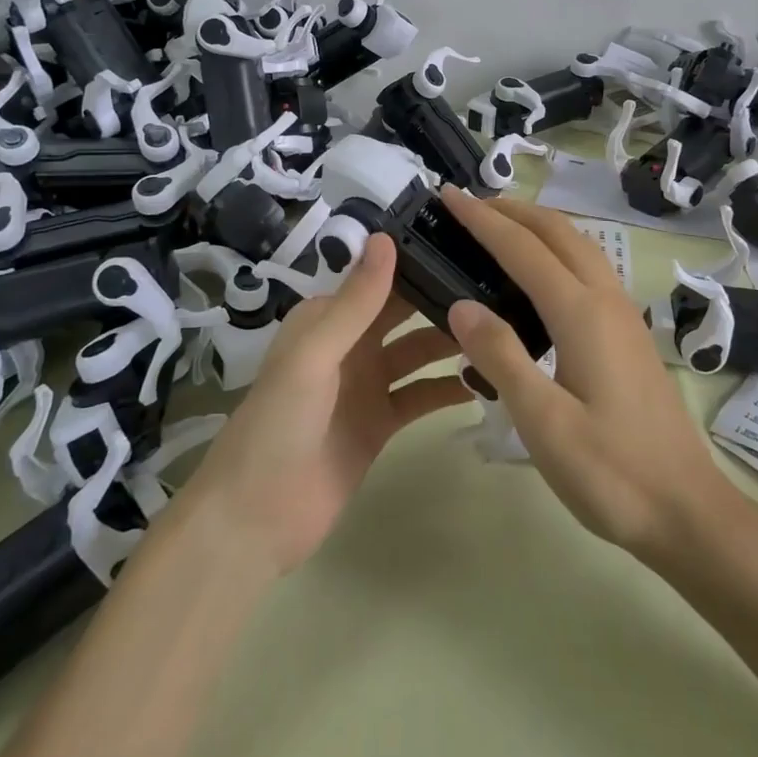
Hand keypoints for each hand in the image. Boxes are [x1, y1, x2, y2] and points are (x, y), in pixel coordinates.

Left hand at [179, 234, 470, 576]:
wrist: (255, 519)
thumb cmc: (278, 424)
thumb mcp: (315, 355)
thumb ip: (356, 301)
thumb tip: (386, 237)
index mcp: (327, 319)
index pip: (380, 280)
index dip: (419, 264)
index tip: (471, 249)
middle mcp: (349, 344)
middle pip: (404, 314)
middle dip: (442, 301)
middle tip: (499, 289)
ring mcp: (367, 385)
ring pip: (418, 353)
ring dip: (451, 343)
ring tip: (502, 333)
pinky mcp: (381, 423)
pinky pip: (420, 396)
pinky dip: (447, 388)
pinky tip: (485, 381)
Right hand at [442, 187, 742, 563]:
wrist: (688, 510)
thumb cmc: (612, 473)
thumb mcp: (544, 423)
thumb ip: (501, 357)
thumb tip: (460, 305)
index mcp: (581, 313)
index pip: (522, 248)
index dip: (482, 219)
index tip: (448, 195)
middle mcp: (606, 300)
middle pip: (558, 232)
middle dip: (512, 209)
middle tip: (468, 205)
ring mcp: (624, 314)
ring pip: (579, 245)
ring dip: (537, 225)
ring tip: (499, 228)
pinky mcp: (629, 333)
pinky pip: (589, 267)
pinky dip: (557, 249)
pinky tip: (540, 275)